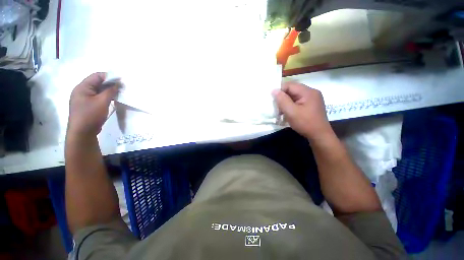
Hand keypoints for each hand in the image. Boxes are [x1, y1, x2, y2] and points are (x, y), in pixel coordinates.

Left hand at [68, 73, 118, 136]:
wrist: (82, 132)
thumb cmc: (91, 115)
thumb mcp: (102, 101)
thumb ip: (110, 91)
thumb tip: (118, 83)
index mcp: (82, 87)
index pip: (97, 76)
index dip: (109, 76)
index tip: (122, 81)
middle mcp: (82, 91)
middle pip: (97, 83)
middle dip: (110, 84)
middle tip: (123, 88)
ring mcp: (84, 99)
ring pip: (98, 90)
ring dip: (109, 91)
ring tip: (120, 93)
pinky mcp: (88, 105)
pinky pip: (98, 97)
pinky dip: (106, 97)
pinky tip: (113, 99)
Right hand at [272, 82, 331, 140]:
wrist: (319, 136)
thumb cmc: (305, 123)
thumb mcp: (291, 112)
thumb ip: (282, 100)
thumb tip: (274, 90)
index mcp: (308, 92)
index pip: (290, 85)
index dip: (280, 91)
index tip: (273, 100)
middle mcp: (311, 92)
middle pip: (292, 90)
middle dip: (282, 98)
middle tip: (276, 107)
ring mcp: (312, 99)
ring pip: (294, 96)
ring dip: (286, 103)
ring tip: (281, 111)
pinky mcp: (311, 105)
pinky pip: (298, 102)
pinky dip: (291, 106)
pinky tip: (288, 113)